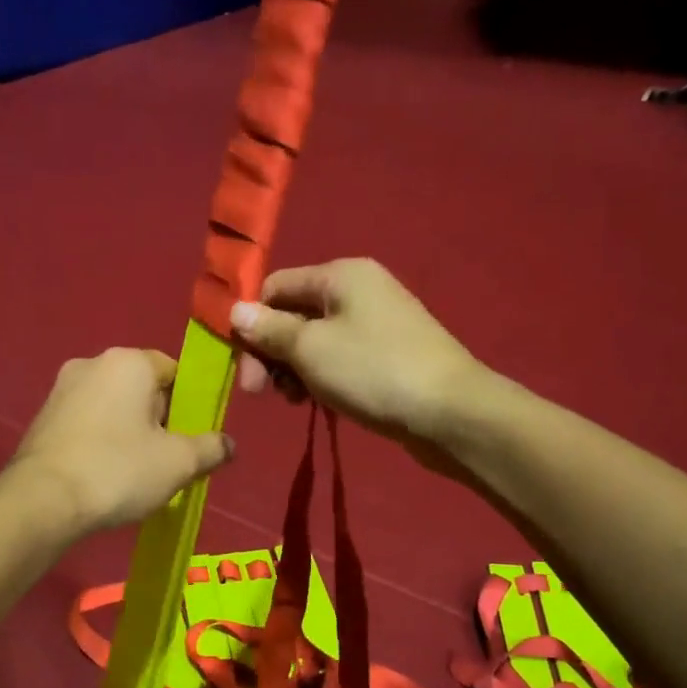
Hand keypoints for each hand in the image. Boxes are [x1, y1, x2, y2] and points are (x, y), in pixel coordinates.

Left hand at [10, 348, 233, 534]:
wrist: (42, 501)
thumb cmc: (118, 470)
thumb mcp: (179, 463)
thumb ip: (211, 448)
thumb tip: (229, 444)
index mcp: (129, 362)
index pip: (174, 370)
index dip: (190, 403)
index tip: (191, 437)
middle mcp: (93, 363)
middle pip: (143, 387)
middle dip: (159, 419)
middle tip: (167, 459)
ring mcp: (62, 388)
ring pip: (113, 405)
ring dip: (129, 431)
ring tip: (135, 472)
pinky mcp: (43, 416)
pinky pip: (88, 421)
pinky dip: (102, 440)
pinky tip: (105, 473)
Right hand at [231, 259, 488, 453]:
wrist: (450, 412)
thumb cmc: (373, 371)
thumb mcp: (310, 349)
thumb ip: (269, 329)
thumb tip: (235, 311)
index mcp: (340, 275)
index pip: (275, 286)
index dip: (251, 322)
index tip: (242, 365)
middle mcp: (359, 290)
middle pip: (294, 314)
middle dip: (271, 352)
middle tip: (260, 393)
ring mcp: (377, 323)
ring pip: (315, 341)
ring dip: (294, 369)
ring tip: (295, 401)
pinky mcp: (388, 355)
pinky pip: (340, 358)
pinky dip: (321, 378)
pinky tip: (318, 403)